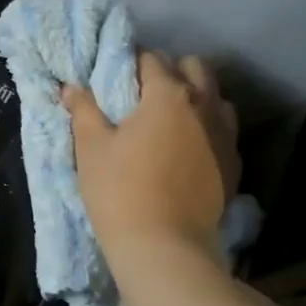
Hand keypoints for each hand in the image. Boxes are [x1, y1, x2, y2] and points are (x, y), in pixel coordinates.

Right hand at [63, 53, 239, 252]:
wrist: (164, 246)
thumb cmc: (120, 190)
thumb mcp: (91, 148)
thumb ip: (83, 110)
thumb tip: (71, 87)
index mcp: (168, 95)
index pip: (151, 60)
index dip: (131, 64)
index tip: (116, 78)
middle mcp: (204, 105)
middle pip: (195, 67)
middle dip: (172, 71)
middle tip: (144, 95)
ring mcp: (225, 135)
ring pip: (216, 97)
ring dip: (195, 98)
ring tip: (171, 120)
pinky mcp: (234, 164)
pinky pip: (224, 131)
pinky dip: (207, 129)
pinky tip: (188, 149)